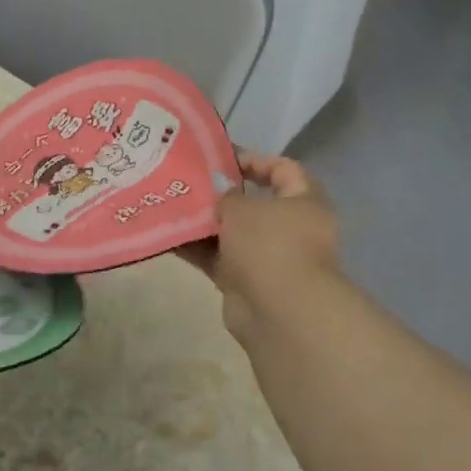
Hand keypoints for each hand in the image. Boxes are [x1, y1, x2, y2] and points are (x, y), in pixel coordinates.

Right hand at [183, 151, 345, 340]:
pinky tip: (166, 235)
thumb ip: (225, 194)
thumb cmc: (269, 245)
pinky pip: (217, 258)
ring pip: (231, 232)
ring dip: (203, 222)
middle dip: (220, 193)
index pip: (284, 169)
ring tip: (169, 204)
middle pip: (253, 203)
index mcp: (304, 202)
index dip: (254, 159)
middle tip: (187, 180)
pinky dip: (196, 248)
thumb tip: (218, 192)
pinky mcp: (247, 282)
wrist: (279, 313)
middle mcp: (290, 228)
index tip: (221, 157)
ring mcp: (269, 258)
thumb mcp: (242, 208)